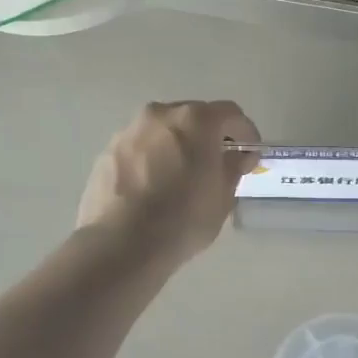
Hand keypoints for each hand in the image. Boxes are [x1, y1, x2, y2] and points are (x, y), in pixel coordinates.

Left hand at [75, 101, 261, 264]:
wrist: (120, 244)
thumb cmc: (183, 219)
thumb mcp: (222, 197)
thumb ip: (233, 168)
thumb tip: (238, 156)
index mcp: (195, 120)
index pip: (230, 113)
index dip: (245, 132)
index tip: (249, 154)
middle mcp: (160, 115)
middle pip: (193, 117)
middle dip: (208, 136)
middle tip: (215, 164)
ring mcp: (129, 131)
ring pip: (163, 131)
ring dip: (177, 145)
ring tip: (180, 176)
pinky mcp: (107, 151)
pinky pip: (139, 148)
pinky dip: (151, 158)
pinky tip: (152, 187)